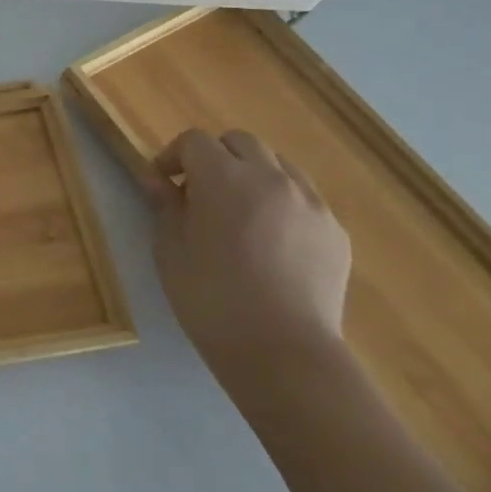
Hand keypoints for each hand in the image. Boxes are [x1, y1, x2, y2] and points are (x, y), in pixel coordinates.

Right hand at [145, 129, 351, 392]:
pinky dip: (282, 204)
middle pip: (240, 142)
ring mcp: (310, 203)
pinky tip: (271, 242)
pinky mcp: (335, 231)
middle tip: (200, 193)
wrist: (281, 350)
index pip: (195, 141)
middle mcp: (271, 178)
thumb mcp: (169, 248)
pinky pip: (304, 199)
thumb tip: (155, 179)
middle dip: (216, 157)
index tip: (164, 184)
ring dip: (253, 176)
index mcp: (223, 178)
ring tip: (240, 214)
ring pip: (278, 165)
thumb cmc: (210, 297)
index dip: (174, 156)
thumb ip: (164, 205)